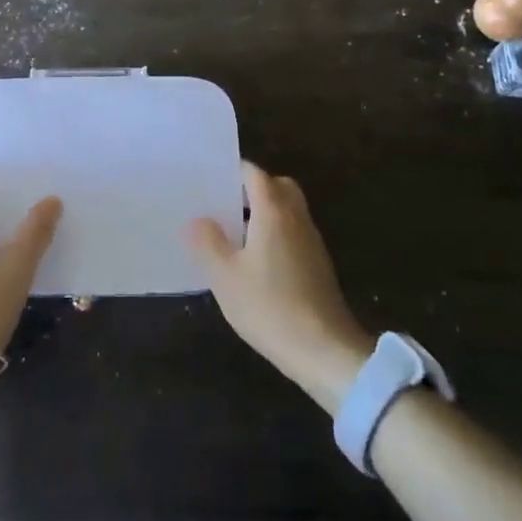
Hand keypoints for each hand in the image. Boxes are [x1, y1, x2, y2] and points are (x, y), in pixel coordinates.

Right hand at [187, 164, 374, 414]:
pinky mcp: (318, 264)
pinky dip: (276, 233)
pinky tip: (257, 261)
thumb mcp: (225, 277)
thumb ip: (208, 242)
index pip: (255, 174)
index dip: (234, 171)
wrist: (324, 349)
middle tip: (225, 203)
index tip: (211, 178)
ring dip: (265, 212)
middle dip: (253, 188)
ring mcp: (311, 241)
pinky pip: (294, 233)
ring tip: (235, 232)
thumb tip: (197, 220)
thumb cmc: (269, 306)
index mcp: (273, 211)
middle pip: (278, 186)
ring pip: (289, 210)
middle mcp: (296, 217)